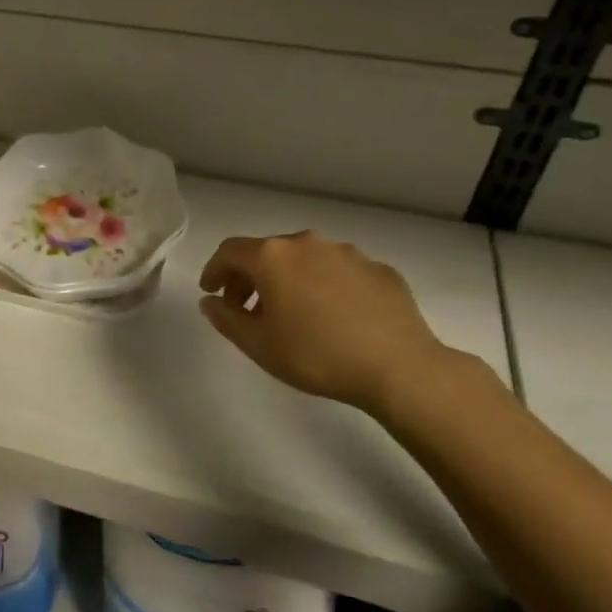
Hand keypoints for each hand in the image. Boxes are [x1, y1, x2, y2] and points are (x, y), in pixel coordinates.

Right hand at [198, 232, 459, 415]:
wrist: (400, 368)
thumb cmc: (317, 355)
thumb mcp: (258, 345)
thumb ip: (226, 318)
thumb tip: (211, 301)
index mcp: (273, 256)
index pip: (230, 251)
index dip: (214, 270)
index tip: (211, 292)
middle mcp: (307, 243)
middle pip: (267, 252)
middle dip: (251, 277)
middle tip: (246, 308)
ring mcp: (347, 253)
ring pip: (305, 259)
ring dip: (289, 279)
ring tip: (292, 313)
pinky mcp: (379, 269)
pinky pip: (339, 272)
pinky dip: (325, 286)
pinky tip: (334, 317)